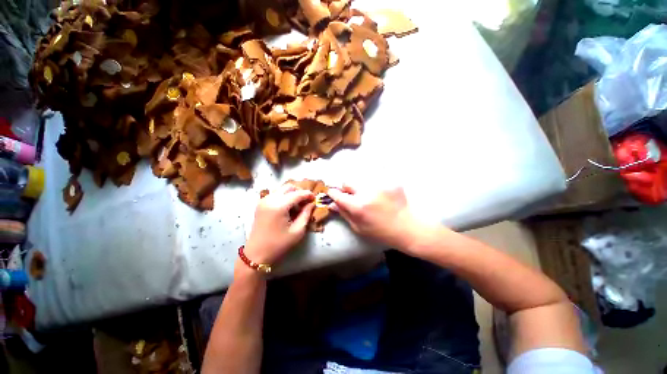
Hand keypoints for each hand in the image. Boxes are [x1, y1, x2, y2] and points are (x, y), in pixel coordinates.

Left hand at [244, 183, 314, 265]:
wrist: (256, 254)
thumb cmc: (279, 244)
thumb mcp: (297, 231)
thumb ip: (306, 214)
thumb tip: (311, 204)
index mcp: (279, 206)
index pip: (297, 194)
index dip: (308, 194)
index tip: (315, 199)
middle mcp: (270, 199)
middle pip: (289, 187)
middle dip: (299, 192)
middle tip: (306, 202)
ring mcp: (263, 200)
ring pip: (282, 189)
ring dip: (292, 194)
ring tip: (297, 206)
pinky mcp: (260, 204)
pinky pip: (275, 194)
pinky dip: (284, 197)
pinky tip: (288, 208)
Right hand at [327, 185, 421, 249]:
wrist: (409, 227)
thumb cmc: (381, 232)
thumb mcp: (359, 227)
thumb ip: (344, 213)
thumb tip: (331, 204)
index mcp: (358, 206)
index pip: (338, 194)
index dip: (333, 194)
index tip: (333, 194)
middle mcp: (367, 192)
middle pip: (348, 182)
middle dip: (347, 189)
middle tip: (353, 197)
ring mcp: (380, 185)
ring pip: (361, 179)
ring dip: (361, 187)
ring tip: (369, 197)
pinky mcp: (390, 181)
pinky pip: (375, 178)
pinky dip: (374, 185)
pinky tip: (380, 194)